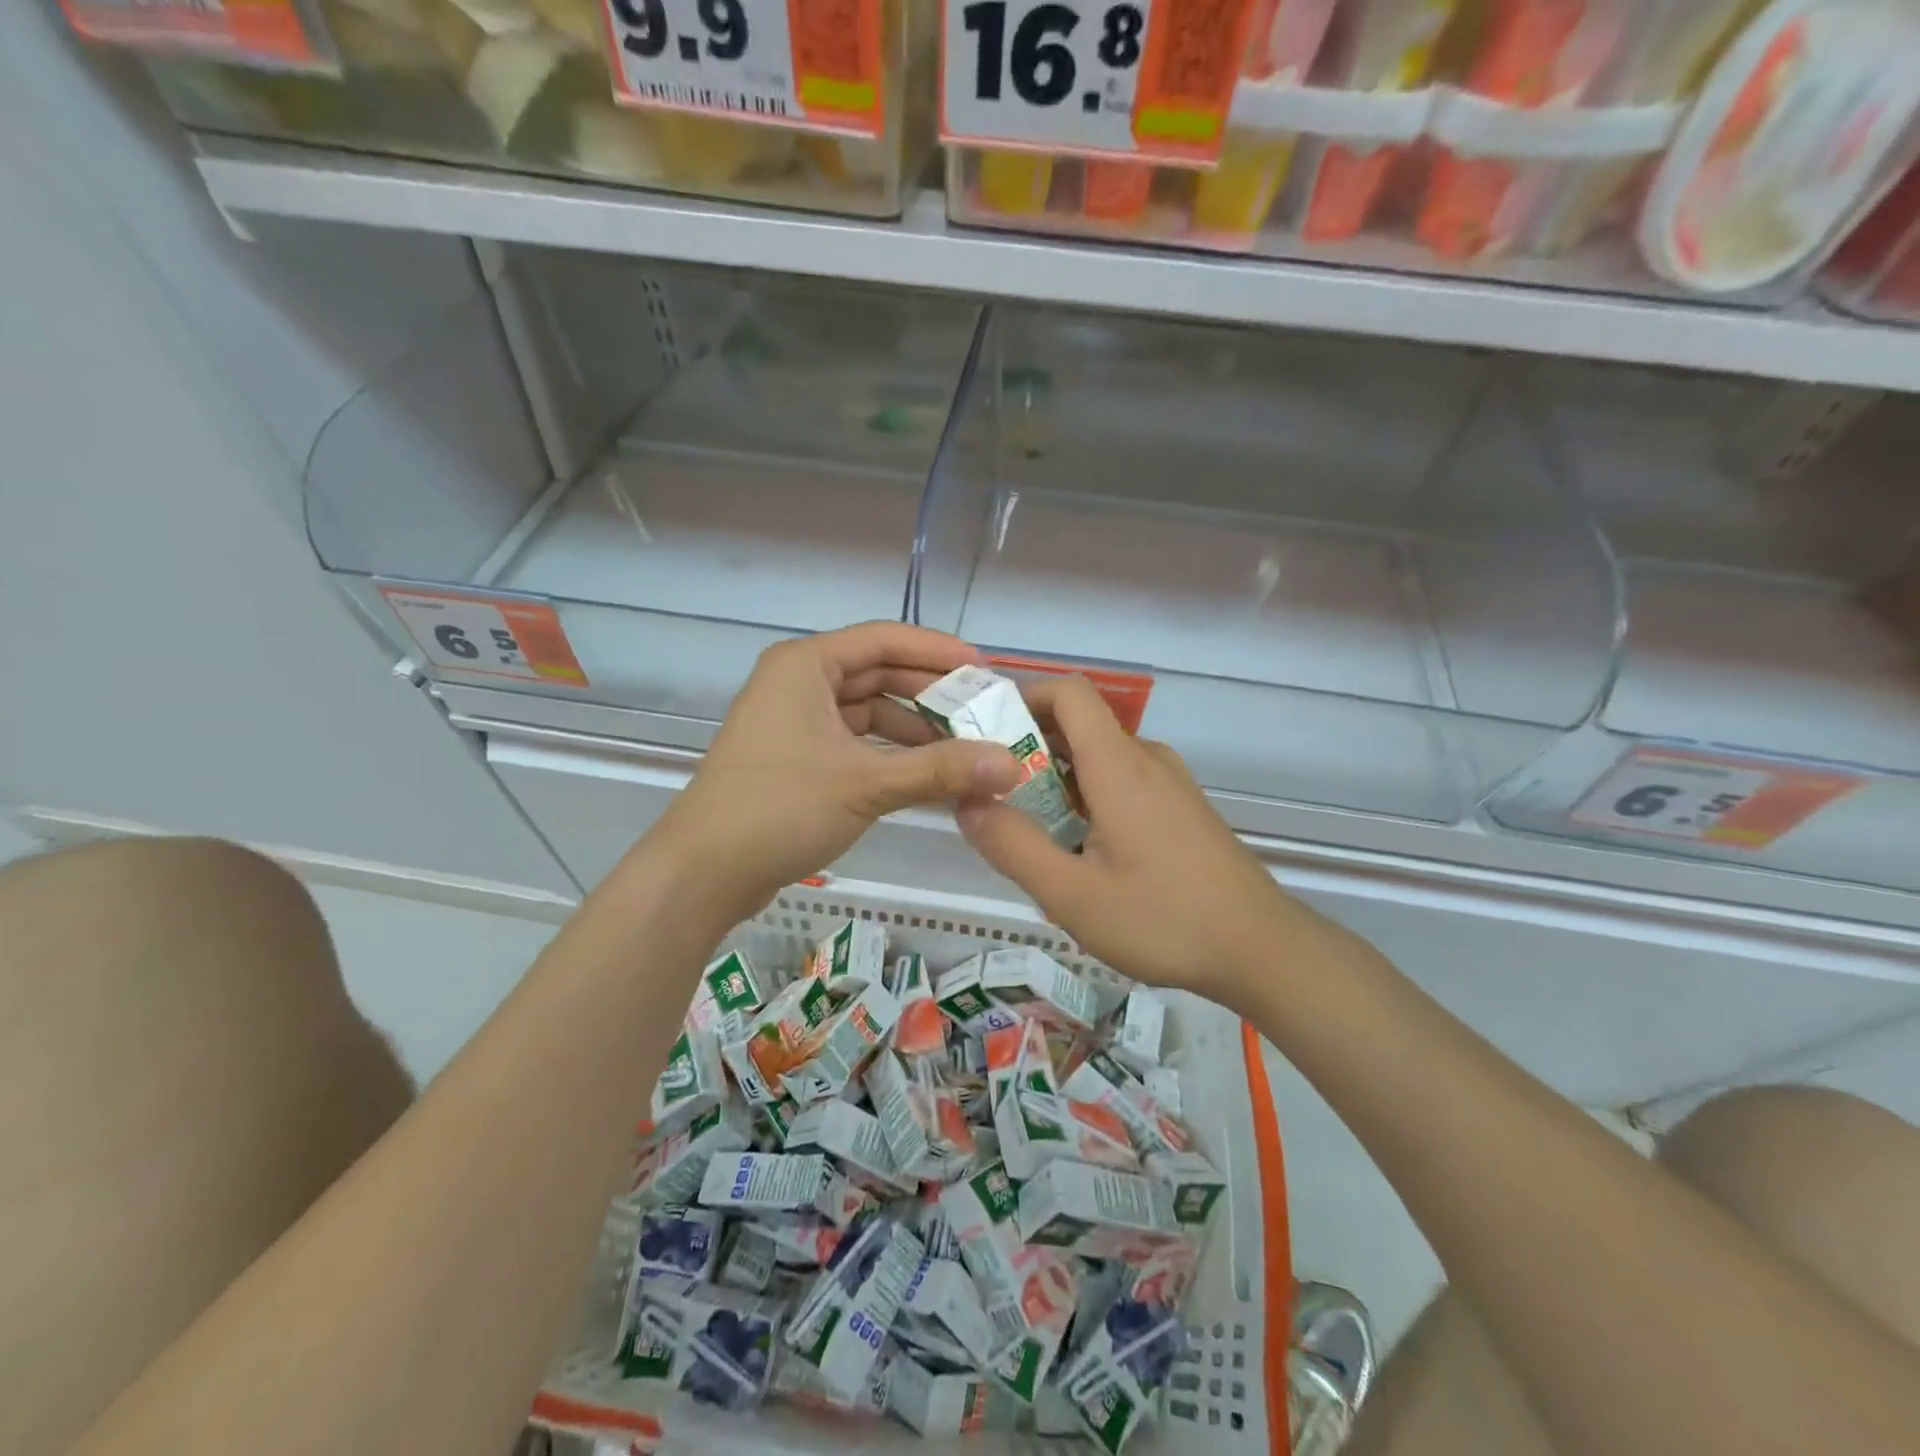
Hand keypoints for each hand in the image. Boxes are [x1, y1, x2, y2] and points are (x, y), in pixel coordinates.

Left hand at [651, 623, 1019, 919]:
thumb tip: (1012, 765)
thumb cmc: (779, 808)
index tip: (985, 671)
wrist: (703, 872)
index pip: (883, 639)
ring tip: (964, 750)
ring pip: (868, 713)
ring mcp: (795, 723)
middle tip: (982, 713)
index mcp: (806, 666)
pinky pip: (855, 743)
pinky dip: (890, 755)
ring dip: (913, 730)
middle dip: (930, 695)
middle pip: (877, 675)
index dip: (937, 651)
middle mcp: (799, 684)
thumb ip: (940, 770)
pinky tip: (926, 776)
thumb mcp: (865, 784)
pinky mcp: (796, 759)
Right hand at [957, 676, 1304, 1006]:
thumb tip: (966, 803)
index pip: (1068, 692)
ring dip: (1056, 779)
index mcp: (1118, 765)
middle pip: (1078, 725)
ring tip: (1027, 830)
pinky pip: (1121, 782)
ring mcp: (1168, 783)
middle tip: (990, 795)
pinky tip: (1078, 851)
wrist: (1262, 949)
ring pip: (1098, 758)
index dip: (1023, 697)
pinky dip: (1086, 796)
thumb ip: (1013, 846)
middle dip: (1027, 748)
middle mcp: (1145, 759)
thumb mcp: (1072, 895)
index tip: (984, 734)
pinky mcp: (1180, 808)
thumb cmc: (1164, 920)